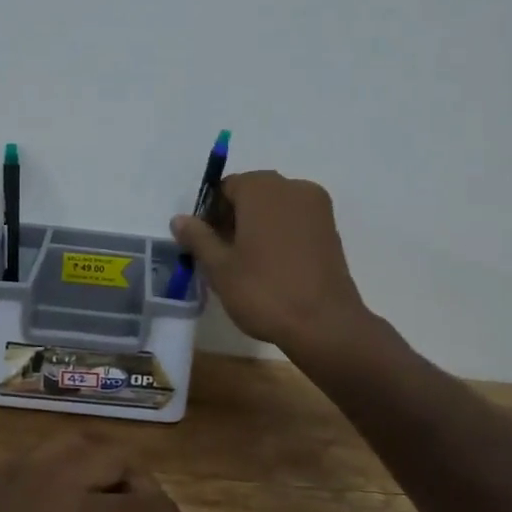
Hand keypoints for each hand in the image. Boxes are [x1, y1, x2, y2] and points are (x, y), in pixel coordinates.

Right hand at [171, 170, 369, 351]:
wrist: (324, 324)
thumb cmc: (264, 291)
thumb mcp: (219, 267)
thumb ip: (198, 238)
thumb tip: (179, 219)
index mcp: (262, 188)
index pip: (226, 188)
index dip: (211, 214)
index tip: (206, 243)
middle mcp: (292, 187)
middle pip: (253, 194)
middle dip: (235, 218)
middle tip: (223, 255)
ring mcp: (317, 207)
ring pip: (276, 208)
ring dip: (258, 226)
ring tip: (248, 264)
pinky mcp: (331, 229)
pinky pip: (296, 221)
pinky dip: (281, 234)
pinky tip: (273, 266)